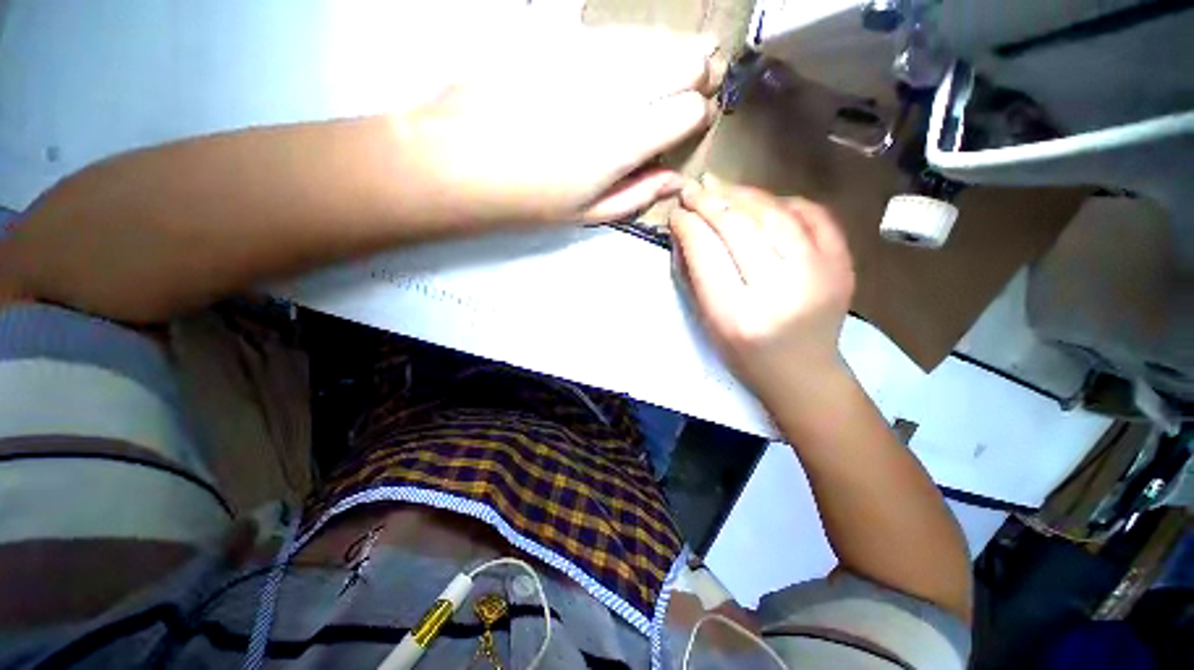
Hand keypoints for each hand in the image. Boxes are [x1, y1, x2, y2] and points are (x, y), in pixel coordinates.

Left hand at [393, 26, 723, 224]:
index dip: (700, 112)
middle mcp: (611, 94)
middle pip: (680, 61)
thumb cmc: (529, 200)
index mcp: (621, 144)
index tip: (697, 118)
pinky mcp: (556, 41)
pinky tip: (638, 50)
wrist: (461, 161)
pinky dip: (635, 42)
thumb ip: (637, 195)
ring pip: (649, 39)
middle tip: (705, 74)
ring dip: (676, 45)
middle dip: (700, 67)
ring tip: (692, 50)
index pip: (687, 110)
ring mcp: (583, 60)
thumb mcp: (587, 214)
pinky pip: (610, 34)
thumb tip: (675, 180)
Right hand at [669, 175, 855, 399]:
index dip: (689, 226)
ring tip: (720, 187)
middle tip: (692, 190)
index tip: (676, 213)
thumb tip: (686, 228)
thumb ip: (694, 275)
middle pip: (739, 229)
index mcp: (737, 315)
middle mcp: (779, 291)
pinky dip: (784, 202)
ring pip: (775, 214)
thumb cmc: (744, 355)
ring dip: (742, 195)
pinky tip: (763, 202)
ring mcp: (819, 274)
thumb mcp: (708, 322)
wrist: (802, 372)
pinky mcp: (842, 264)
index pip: (707, 253)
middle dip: (710, 203)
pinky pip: (813, 215)